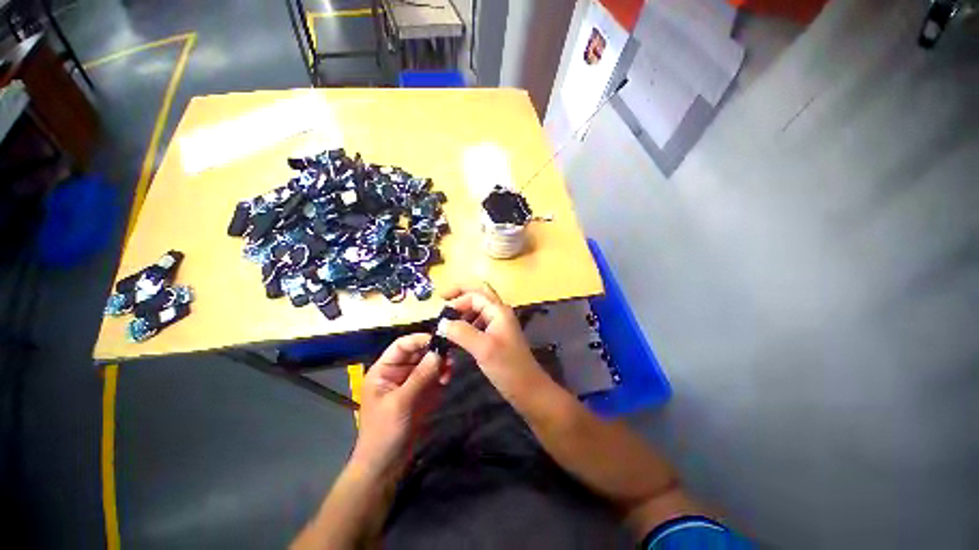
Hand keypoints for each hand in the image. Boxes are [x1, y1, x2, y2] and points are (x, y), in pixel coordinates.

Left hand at [350, 334, 446, 480]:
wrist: (386, 465)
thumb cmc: (385, 432)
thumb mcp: (401, 403)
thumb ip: (420, 377)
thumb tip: (439, 352)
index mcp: (384, 370)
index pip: (402, 345)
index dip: (419, 340)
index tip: (440, 340)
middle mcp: (398, 371)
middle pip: (418, 352)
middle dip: (434, 352)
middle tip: (451, 355)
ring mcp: (411, 382)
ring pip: (428, 363)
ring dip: (440, 364)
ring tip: (450, 369)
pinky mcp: (422, 392)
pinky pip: (434, 376)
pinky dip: (441, 375)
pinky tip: (447, 379)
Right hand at [439, 283, 544, 395]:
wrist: (528, 389)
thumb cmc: (508, 367)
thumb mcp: (483, 348)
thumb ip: (461, 332)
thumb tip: (442, 323)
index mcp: (498, 311)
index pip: (474, 295)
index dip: (456, 301)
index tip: (441, 316)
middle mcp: (499, 313)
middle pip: (479, 293)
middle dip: (460, 292)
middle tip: (442, 297)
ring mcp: (498, 324)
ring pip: (478, 308)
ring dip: (463, 309)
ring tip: (448, 320)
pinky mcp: (496, 336)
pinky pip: (479, 322)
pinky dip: (467, 322)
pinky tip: (458, 335)